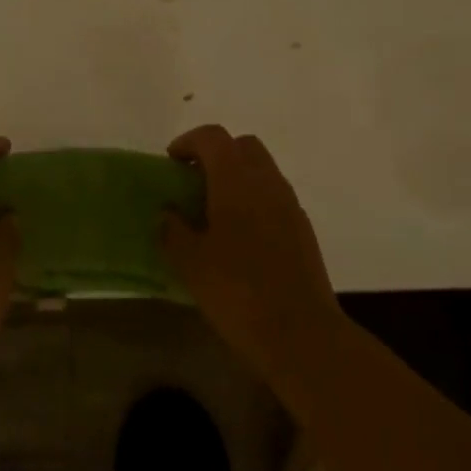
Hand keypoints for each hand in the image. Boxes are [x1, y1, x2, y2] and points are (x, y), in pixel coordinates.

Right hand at [162, 126, 346, 387]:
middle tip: (193, 182)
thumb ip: (173, 230)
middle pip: (242, 146)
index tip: (171, 162)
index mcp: (236, 180)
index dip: (189, 142)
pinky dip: (254, 201)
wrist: (301, 333)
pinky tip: (239, 237)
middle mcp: (267, 182)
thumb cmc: (238, 291)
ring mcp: (290, 205)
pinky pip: (274, 198)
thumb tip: (167, 213)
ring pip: (262, 171)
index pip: (213, 137)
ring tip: (212, 212)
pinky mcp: (302, 229)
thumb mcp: (190, 263)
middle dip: (216, 154)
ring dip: (237, 178)